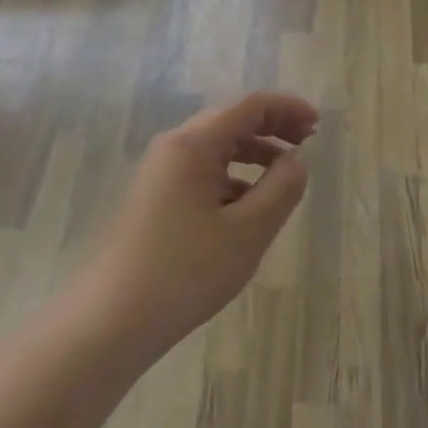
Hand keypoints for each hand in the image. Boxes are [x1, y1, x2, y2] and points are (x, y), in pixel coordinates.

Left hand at [80, 91, 319, 355]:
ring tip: (283, 178)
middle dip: (272, 127)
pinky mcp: (153, 197)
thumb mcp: (247, 232)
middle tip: (307, 145)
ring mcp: (159, 172)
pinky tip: (246, 208)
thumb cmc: (185, 272)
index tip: (318, 127)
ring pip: (215, 147)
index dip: (288, 109)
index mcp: (194, 144)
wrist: (110, 321)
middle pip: (230, 121)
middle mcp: (173, 147)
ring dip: (252, 153)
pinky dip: (231, 177)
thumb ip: (281, 189)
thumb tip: (296, 160)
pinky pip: (200, 172)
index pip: (249, 106)